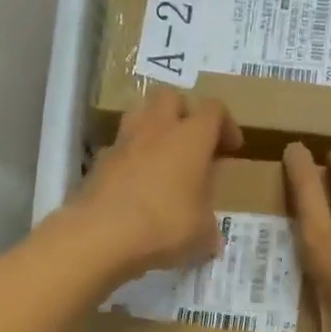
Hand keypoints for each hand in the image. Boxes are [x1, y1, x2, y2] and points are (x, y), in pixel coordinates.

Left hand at [69, 88, 241, 283]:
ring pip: (140, 115)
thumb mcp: (202, 233)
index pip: (214, 109)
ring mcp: (123, 142)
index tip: (231, 149)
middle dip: (185, 113)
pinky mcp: (99, 161)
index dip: (226, 125)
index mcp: (192, 137)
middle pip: (171, 97)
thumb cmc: (165, 225)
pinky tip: (136, 186)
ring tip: (163, 159)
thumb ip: (209, 225)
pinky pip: (120, 148)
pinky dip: (131, 159)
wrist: (101, 235)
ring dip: (154, 129)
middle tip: (193, 143)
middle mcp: (157, 128)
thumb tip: (210, 234)